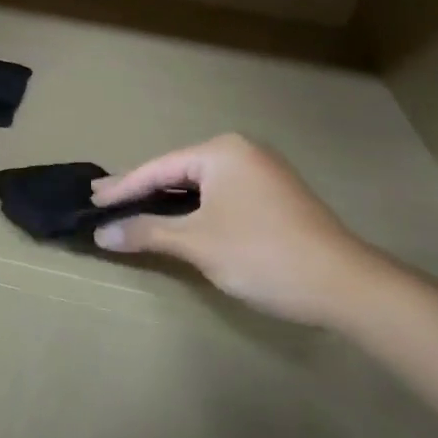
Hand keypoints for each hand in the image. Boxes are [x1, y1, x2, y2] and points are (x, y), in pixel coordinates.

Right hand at [91, 134, 383, 324]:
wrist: (345, 285)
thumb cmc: (262, 254)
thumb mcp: (196, 242)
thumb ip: (147, 232)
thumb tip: (102, 233)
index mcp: (222, 152)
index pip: (158, 168)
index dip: (122, 187)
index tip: (92, 199)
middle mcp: (242, 152)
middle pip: (178, 171)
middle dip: (142, 190)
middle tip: (105, 200)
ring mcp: (263, 173)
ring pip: (200, 185)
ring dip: (167, 201)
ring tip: (132, 210)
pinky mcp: (275, 197)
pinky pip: (220, 196)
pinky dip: (194, 208)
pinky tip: (176, 220)